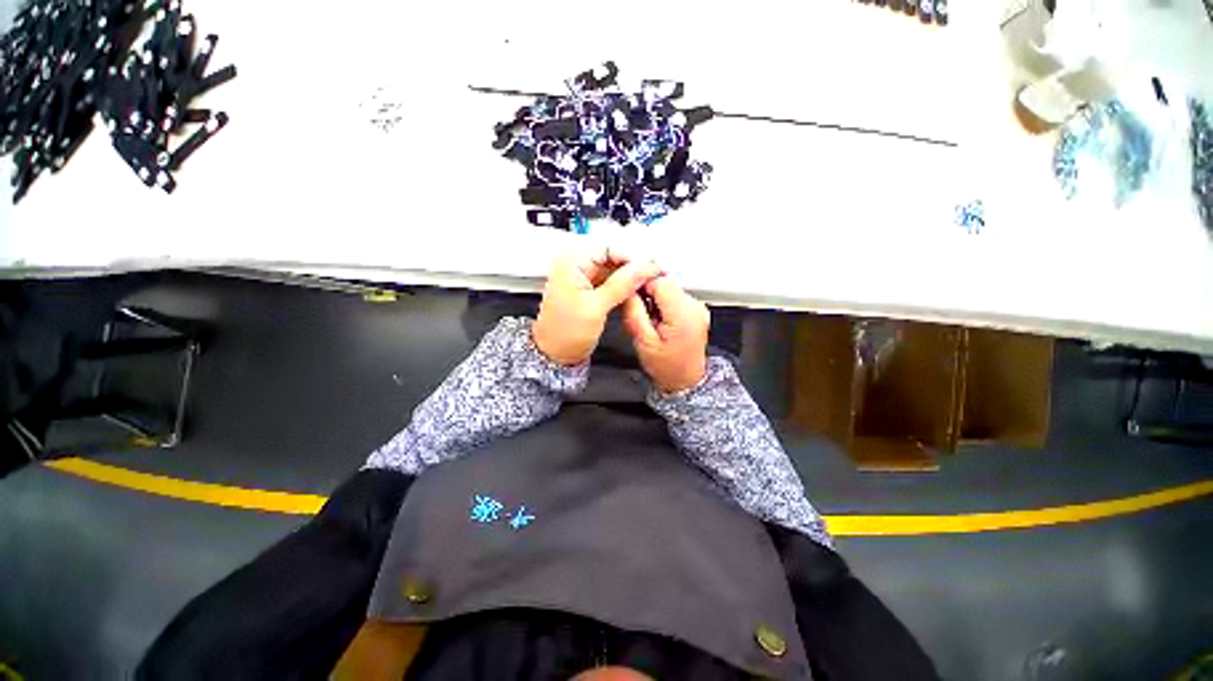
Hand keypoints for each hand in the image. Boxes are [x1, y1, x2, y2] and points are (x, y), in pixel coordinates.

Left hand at [532, 250, 659, 365]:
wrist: (556, 354)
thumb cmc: (566, 332)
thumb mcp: (595, 307)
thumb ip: (621, 284)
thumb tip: (644, 267)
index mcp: (572, 263)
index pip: (608, 248)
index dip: (632, 256)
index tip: (652, 266)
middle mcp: (577, 265)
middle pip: (613, 256)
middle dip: (634, 265)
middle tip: (655, 274)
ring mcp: (584, 277)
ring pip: (615, 269)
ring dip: (632, 275)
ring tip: (650, 281)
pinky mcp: (591, 289)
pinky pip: (612, 280)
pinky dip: (625, 285)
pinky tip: (638, 289)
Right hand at [622, 277, 710, 393]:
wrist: (685, 380)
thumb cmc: (667, 366)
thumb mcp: (643, 341)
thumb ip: (634, 311)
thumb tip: (628, 290)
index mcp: (683, 314)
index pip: (660, 281)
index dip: (641, 285)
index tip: (631, 295)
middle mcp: (694, 307)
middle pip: (665, 282)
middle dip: (648, 292)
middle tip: (640, 311)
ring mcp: (697, 307)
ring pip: (669, 287)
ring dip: (656, 297)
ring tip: (651, 319)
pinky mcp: (695, 310)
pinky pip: (675, 296)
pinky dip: (664, 303)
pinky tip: (660, 319)